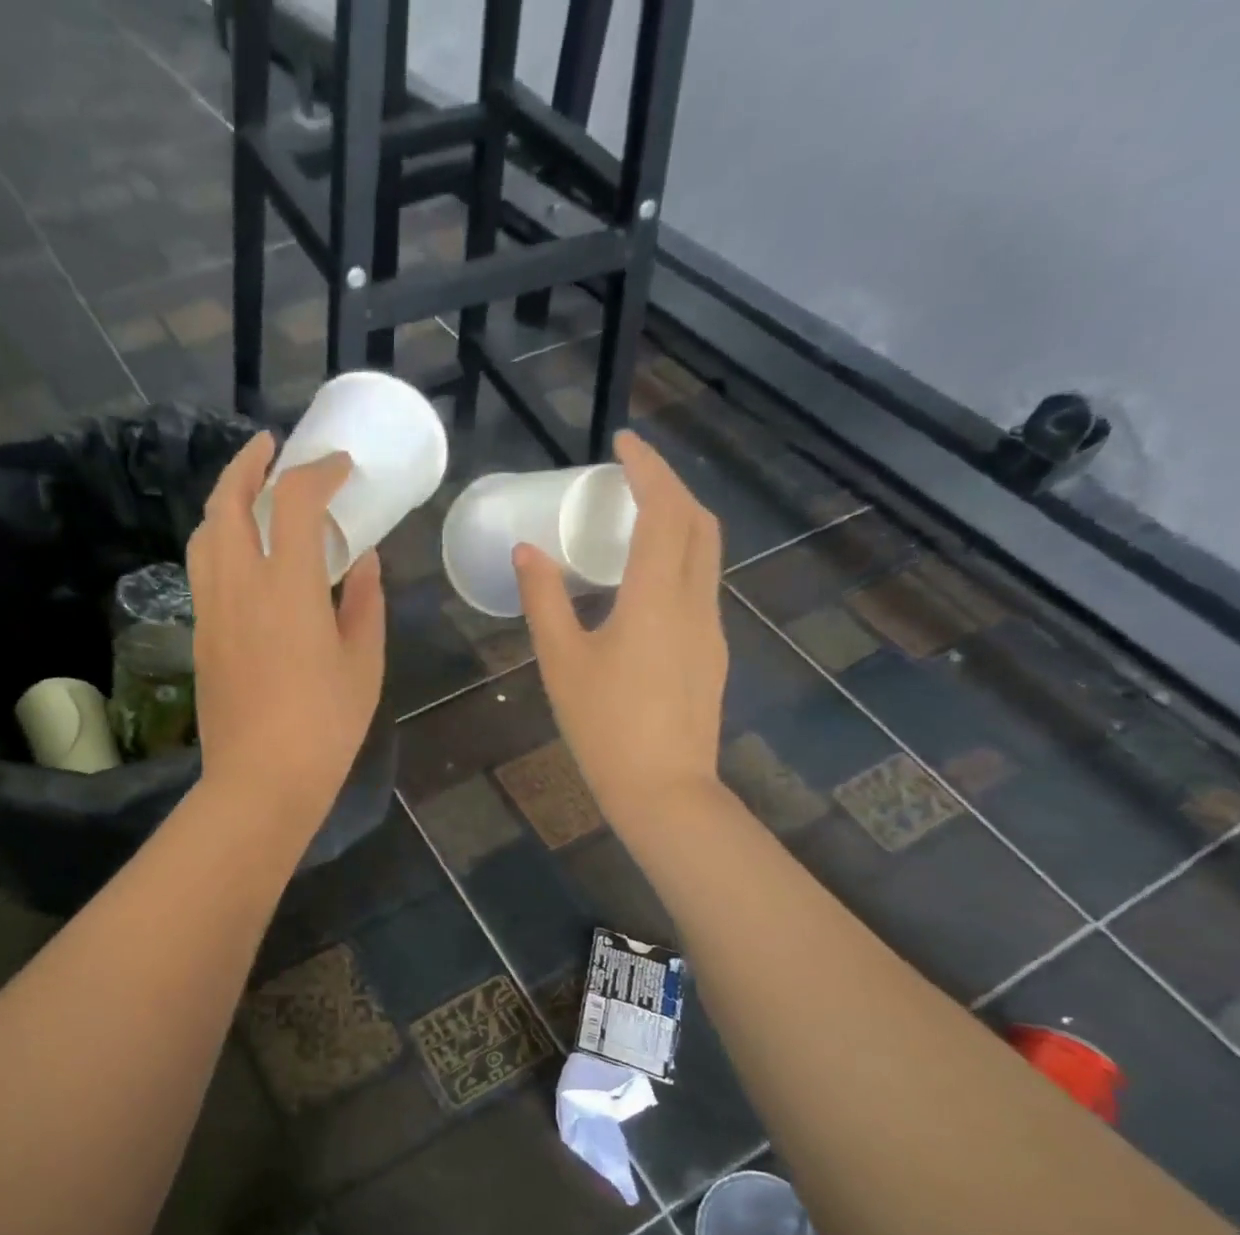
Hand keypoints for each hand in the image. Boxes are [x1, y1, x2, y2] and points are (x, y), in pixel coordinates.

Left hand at [186, 432, 385, 823]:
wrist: (260, 779)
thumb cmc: (325, 726)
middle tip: (270, 448)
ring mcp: (212, 608)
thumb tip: (363, 561)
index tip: (339, 468)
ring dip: (225, 498)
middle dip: (249, 463)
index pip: (296, 501)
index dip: (318, 472)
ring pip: (206, 531)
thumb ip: (365, 602)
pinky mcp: (200, 633)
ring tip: (250, 492)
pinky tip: (242, 551)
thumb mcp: (363, 663)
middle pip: (228, 500)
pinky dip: (219, 539)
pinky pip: (202, 566)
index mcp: (288, 586)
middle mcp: (239, 583)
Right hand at [515, 429, 726, 812]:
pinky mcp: (712, 652)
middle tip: (630, 477)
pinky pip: (701, 584)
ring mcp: (711, 627)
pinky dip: (679, 558)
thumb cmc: (604, 724)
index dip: (648, 467)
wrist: (663, 788)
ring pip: (707, 553)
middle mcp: (695, 601)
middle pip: (700, 522)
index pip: (665, 510)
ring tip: (636, 519)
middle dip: (670, 486)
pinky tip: (645, 581)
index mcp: (656, 597)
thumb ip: (544, 599)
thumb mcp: (561, 660)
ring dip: (679, 521)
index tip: (623, 441)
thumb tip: (527, 551)